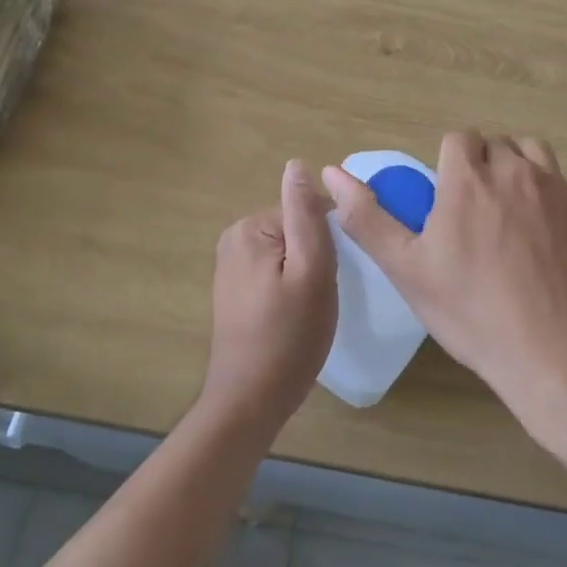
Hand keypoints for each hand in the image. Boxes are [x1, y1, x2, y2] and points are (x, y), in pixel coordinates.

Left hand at [202, 160, 337, 431]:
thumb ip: (306, 215)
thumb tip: (297, 164)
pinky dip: (291, 288)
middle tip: (322, 296)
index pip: (307, 213)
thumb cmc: (288, 337)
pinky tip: (295, 317)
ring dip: (306, 274)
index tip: (336, 275)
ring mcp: (231, 266)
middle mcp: (233, 239)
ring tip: (310, 309)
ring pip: (288, 253)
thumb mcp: (311, 271)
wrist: (249, 402)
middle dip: (317, 258)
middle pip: (296, 231)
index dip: (330, 242)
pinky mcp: (234, 290)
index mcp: (249, 228)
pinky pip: (275, 272)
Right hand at [322, 130, 566, 418]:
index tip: (447, 197)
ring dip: (521, 173)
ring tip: (512, 218)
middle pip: (498, 145)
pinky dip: (554, 207)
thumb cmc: (473, 313)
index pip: (459, 138)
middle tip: (475, 213)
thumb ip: (368, 217)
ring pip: (537, 157)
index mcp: (470, 179)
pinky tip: (550, 251)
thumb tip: (330, 172)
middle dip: (484, 166)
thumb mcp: (407, 270)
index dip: (450, 161)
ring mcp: (562, 193)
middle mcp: (518, 172)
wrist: (561, 355)